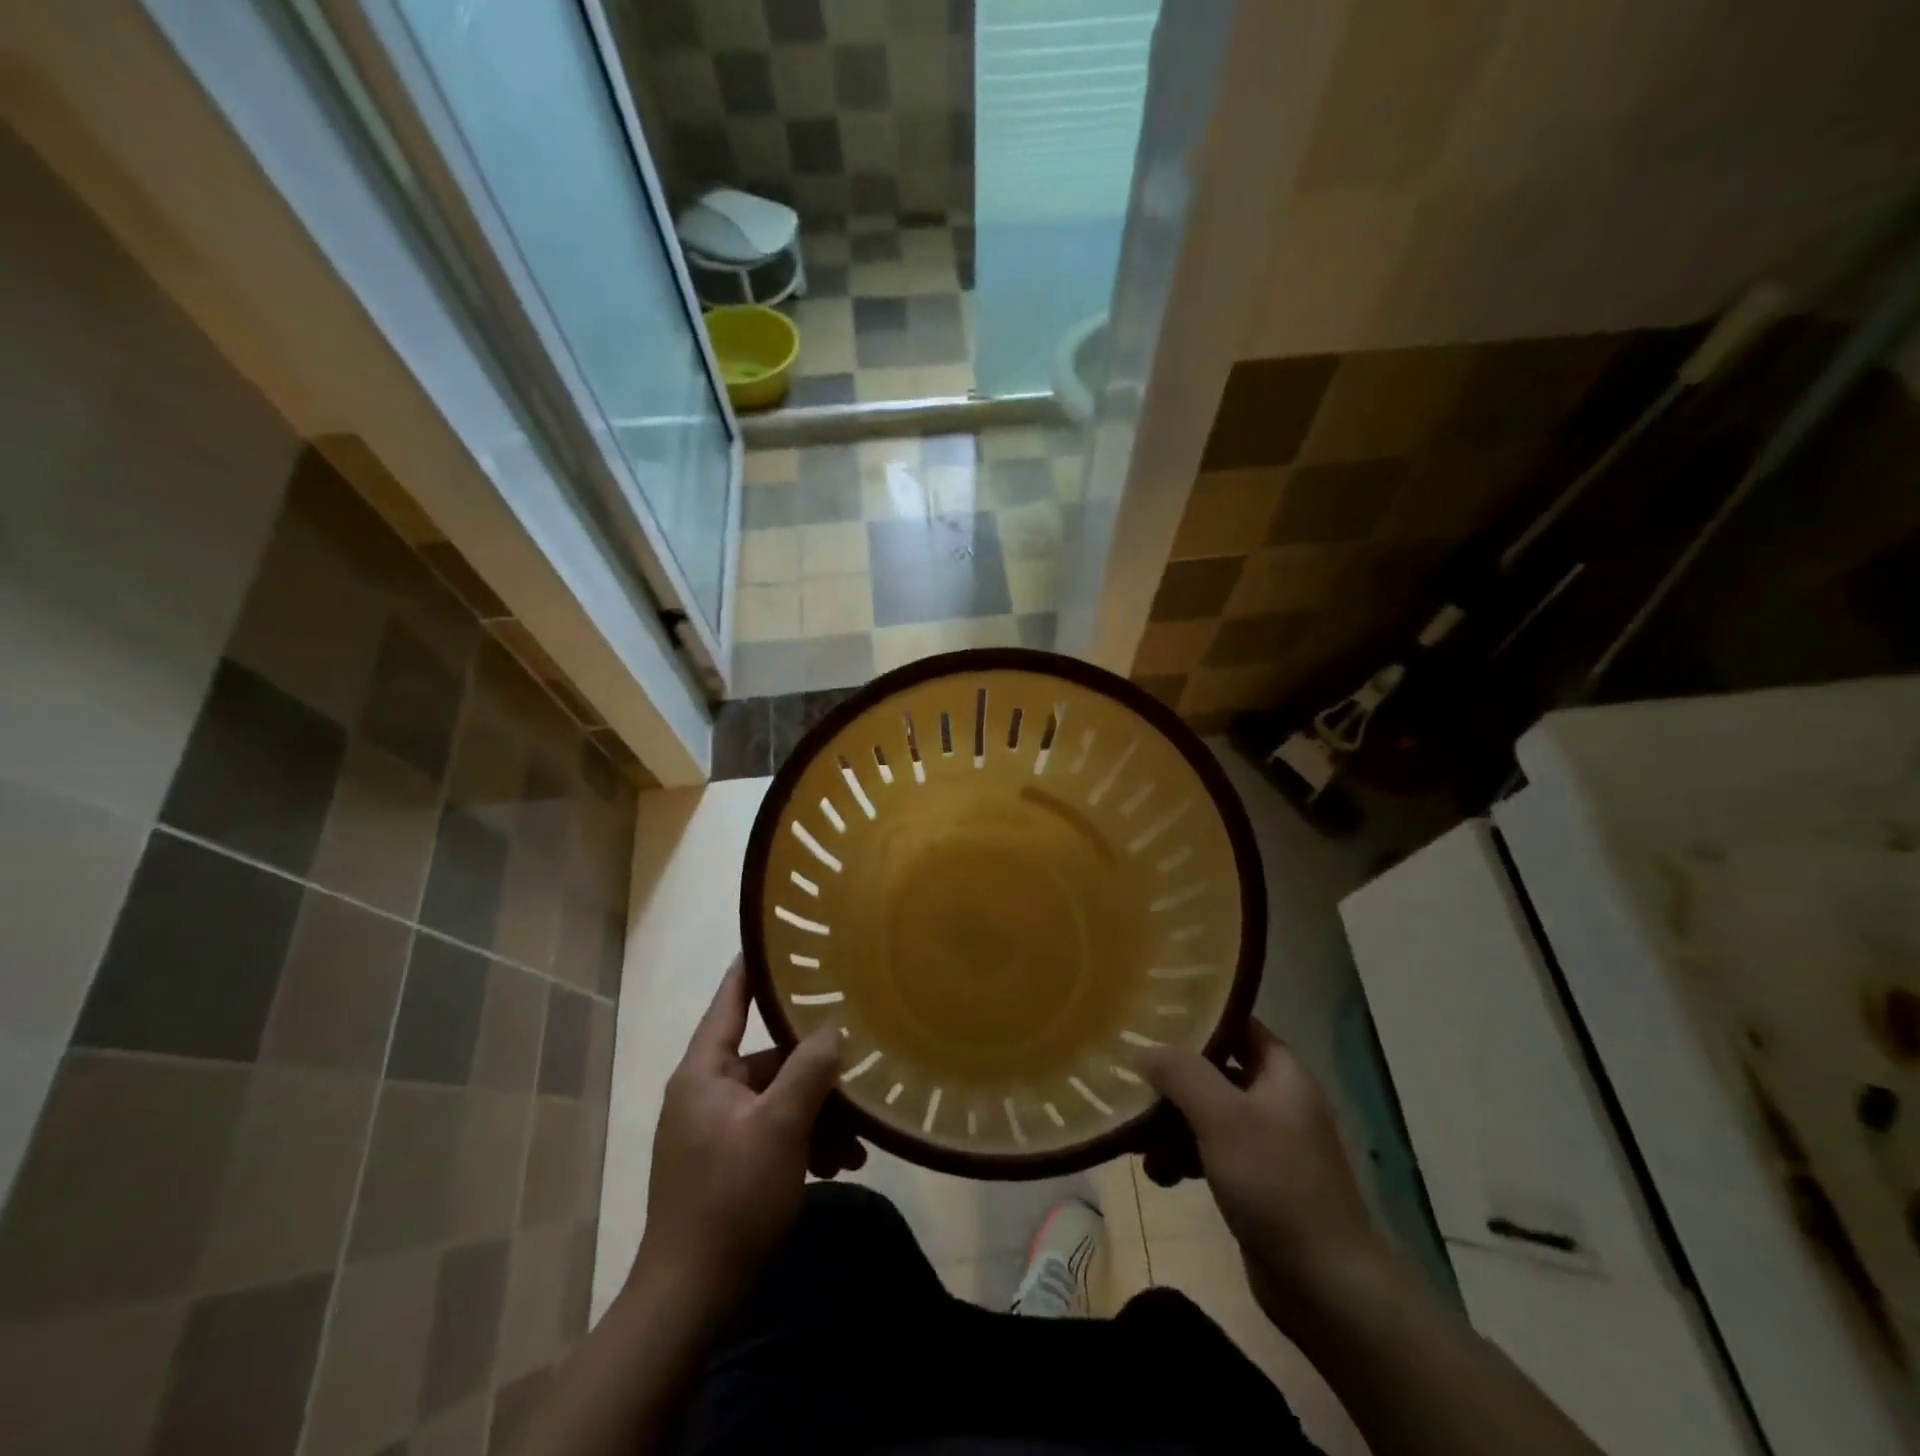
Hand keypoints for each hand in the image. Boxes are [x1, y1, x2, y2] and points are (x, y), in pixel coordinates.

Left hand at [634, 960, 863, 1309]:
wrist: (689, 1301)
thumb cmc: (730, 1200)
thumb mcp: (780, 1128)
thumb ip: (809, 1069)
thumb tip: (833, 1027)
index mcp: (704, 1071)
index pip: (730, 999)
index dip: (756, 967)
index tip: (784, 939)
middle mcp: (706, 1091)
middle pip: (770, 1059)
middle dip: (817, 1074)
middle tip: (861, 1081)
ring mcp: (716, 1129)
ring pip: (778, 1100)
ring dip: (818, 1116)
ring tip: (859, 1144)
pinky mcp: (727, 1162)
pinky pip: (773, 1132)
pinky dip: (805, 1142)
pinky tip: (842, 1164)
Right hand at [1139, 1020, 1388, 1327]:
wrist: (1326, 1287)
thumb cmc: (1275, 1183)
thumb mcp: (1222, 1117)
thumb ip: (1180, 1073)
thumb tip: (1143, 1050)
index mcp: (1281, 1072)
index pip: (1235, 1024)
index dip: (1196, 1016)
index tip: (1149, 1016)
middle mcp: (1276, 1099)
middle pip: (1214, 1070)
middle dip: (1172, 1079)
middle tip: (1131, 1080)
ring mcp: (1267, 1142)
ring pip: (1207, 1113)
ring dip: (1170, 1123)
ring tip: (1137, 1141)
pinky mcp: (1256, 1181)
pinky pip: (1210, 1151)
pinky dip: (1183, 1156)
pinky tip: (1159, 1175)